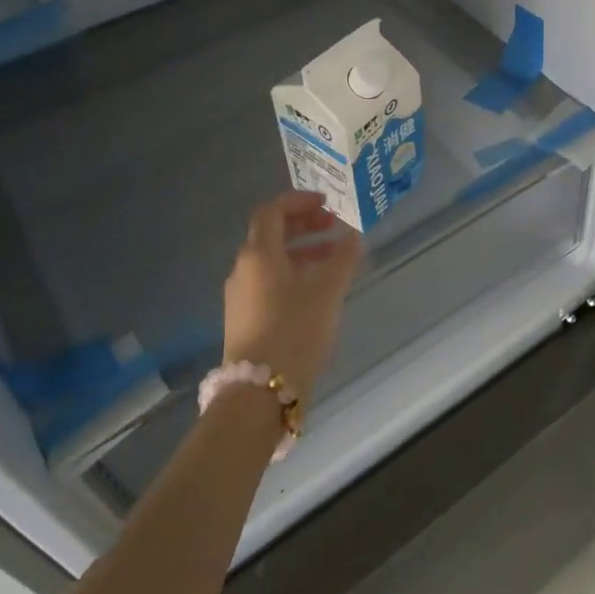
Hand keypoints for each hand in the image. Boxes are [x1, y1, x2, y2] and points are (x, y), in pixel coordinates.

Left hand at [223, 191, 361, 406]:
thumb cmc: (294, 330)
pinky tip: (317, 288)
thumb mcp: (327, 291)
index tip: (327, 203)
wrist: (259, 392)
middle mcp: (243, 269)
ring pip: (271, 259)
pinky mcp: (244, 318)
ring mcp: (240, 295)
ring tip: (334, 257)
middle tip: (334, 226)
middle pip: (270, 234)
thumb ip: (343, 258)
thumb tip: (354, 235)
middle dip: (304, 225)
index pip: (272, 211)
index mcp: (258, 254)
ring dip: (302, 250)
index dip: (299, 201)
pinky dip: (293, 272)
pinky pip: (268, 280)